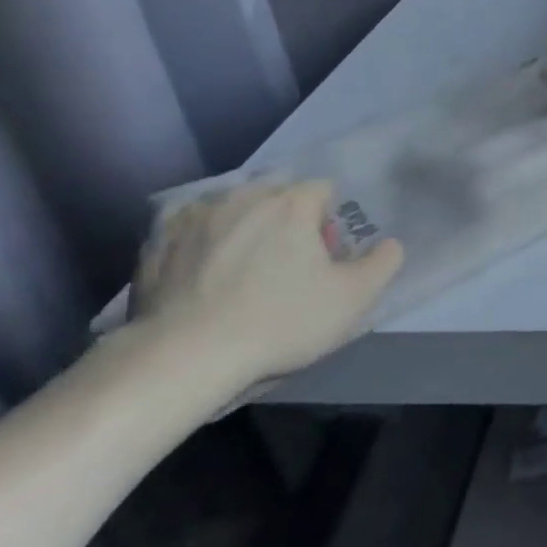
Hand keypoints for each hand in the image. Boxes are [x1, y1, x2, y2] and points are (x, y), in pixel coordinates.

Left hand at [127, 181, 401, 400]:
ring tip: (239, 273)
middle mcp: (243, 195)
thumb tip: (391, 243)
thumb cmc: (280, 321)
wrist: (186, 356)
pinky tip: (201, 276)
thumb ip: (384, 262)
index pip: (323, 190)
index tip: (322, 259)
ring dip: (242, 228)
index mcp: (291, 203)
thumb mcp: (353, 298)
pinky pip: (188, 229)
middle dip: (286, 221)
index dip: (329, 223)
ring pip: (231, 208)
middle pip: (276, 195)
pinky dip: (200, 243)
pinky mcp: (156, 240)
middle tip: (285, 267)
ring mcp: (194, 215)